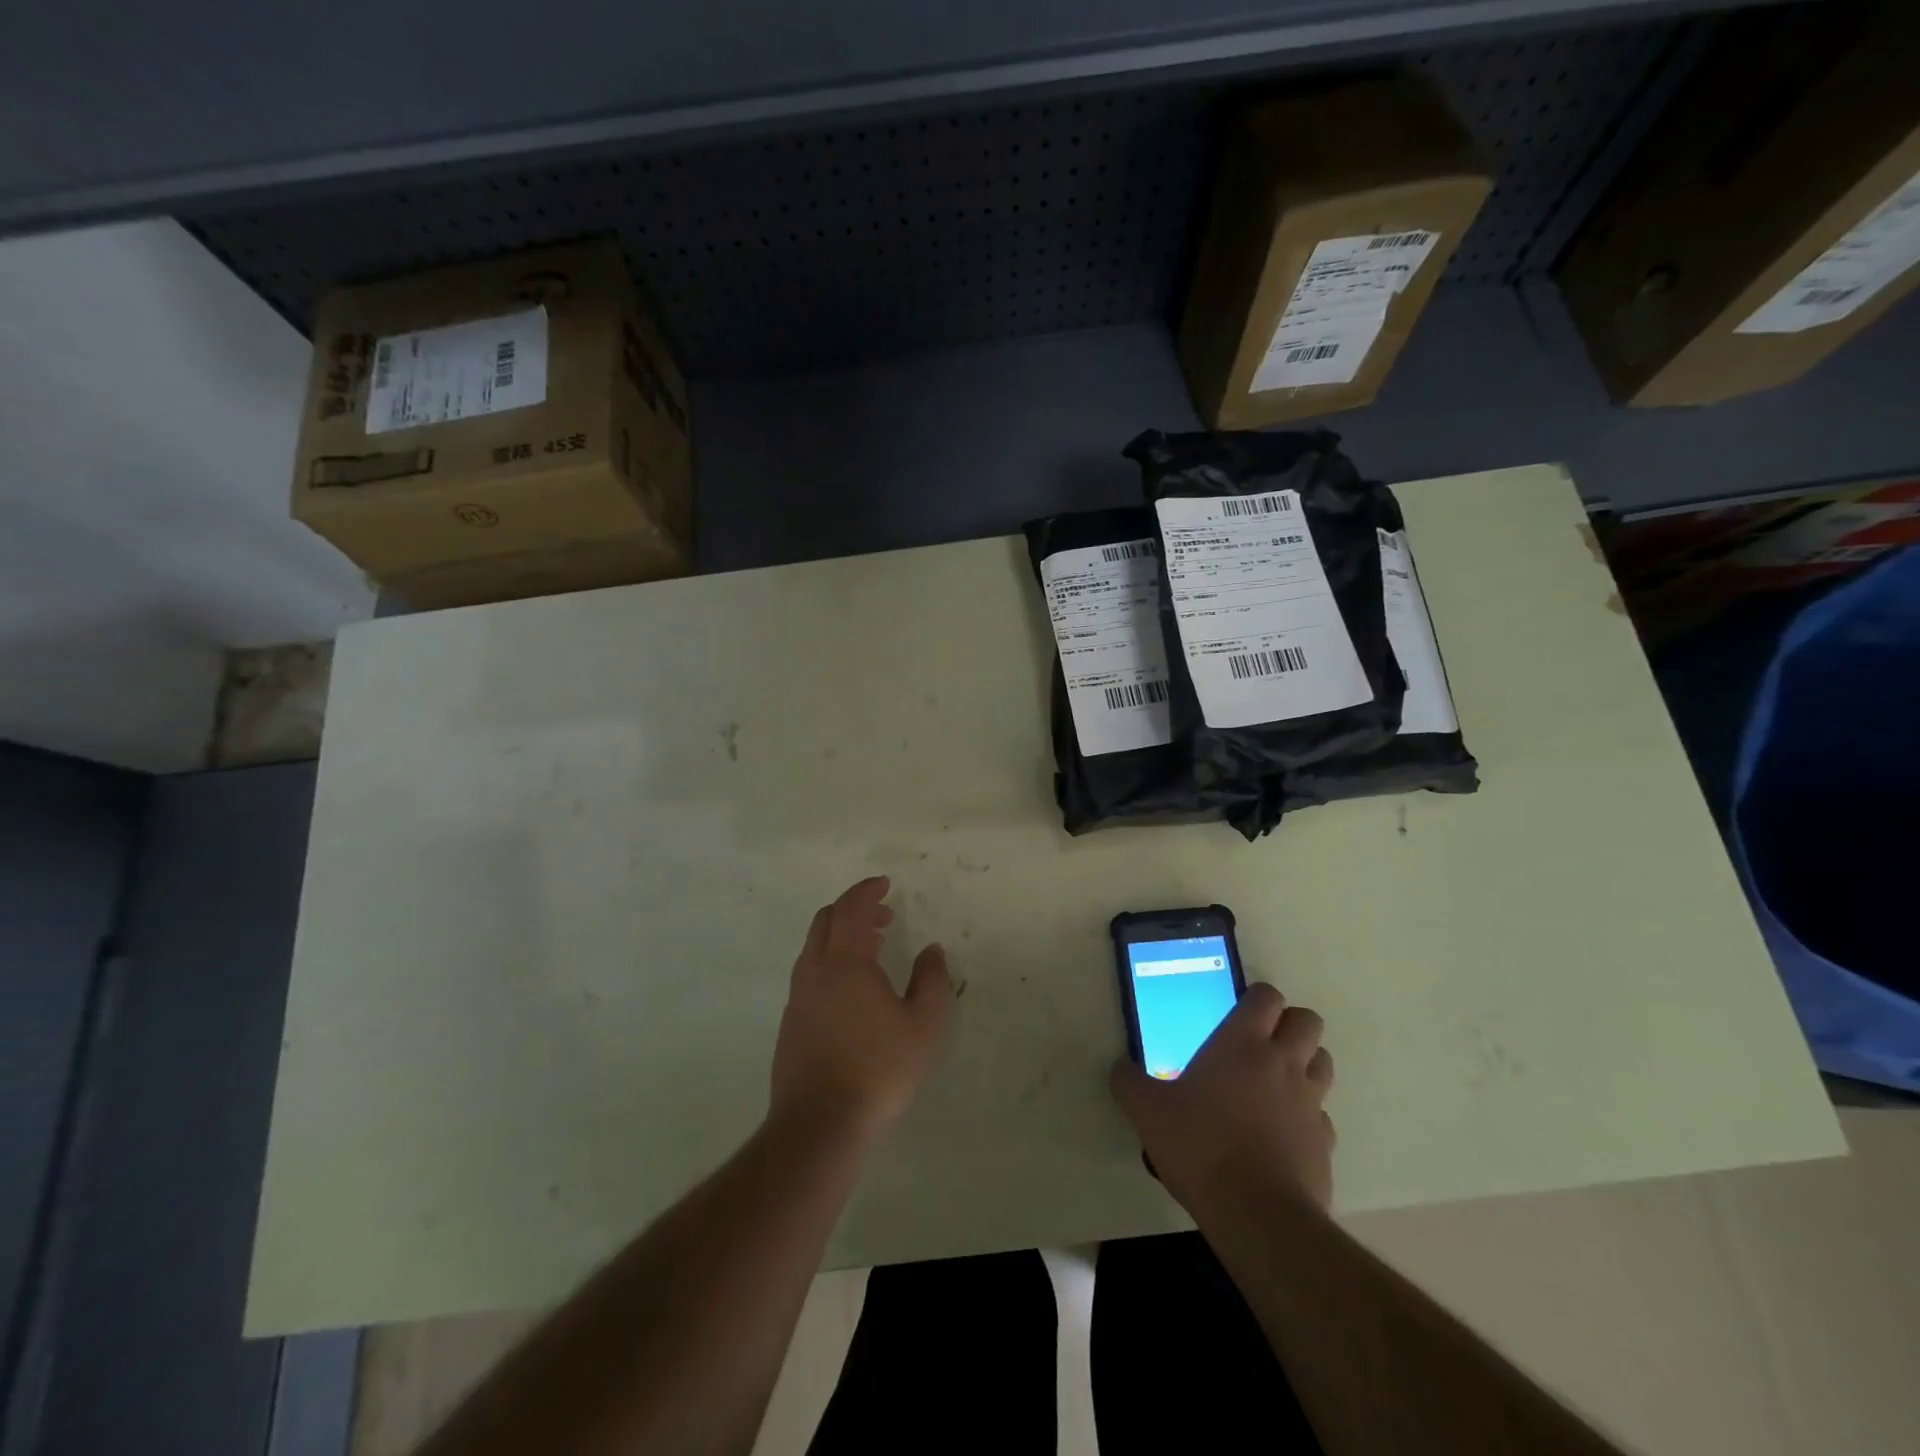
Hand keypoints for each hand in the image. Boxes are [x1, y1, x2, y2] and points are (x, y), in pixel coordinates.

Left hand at [771, 876, 951, 1138]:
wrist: (819, 1123)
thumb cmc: (879, 1068)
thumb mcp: (924, 1024)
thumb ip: (931, 980)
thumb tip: (931, 950)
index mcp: (846, 961)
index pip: (852, 908)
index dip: (867, 890)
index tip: (885, 884)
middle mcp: (815, 971)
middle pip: (826, 921)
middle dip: (853, 909)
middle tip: (883, 916)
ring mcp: (798, 998)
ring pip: (814, 948)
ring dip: (840, 936)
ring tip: (871, 950)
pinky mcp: (790, 1024)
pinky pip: (809, 974)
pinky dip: (830, 962)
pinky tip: (851, 992)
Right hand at [1109, 983, 1334, 1214]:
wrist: (1258, 1217)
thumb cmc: (1200, 1147)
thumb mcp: (1147, 1111)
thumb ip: (1128, 1082)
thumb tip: (1120, 1068)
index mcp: (1242, 1044)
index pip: (1267, 996)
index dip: (1256, 998)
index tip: (1237, 1013)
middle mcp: (1283, 1063)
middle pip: (1307, 1021)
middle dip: (1289, 1024)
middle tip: (1260, 1043)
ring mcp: (1310, 1103)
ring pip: (1323, 1062)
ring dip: (1304, 1064)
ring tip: (1274, 1083)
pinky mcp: (1325, 1143)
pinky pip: (1322, 1116)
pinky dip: (1307, 1117)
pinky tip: (1281, 1134)